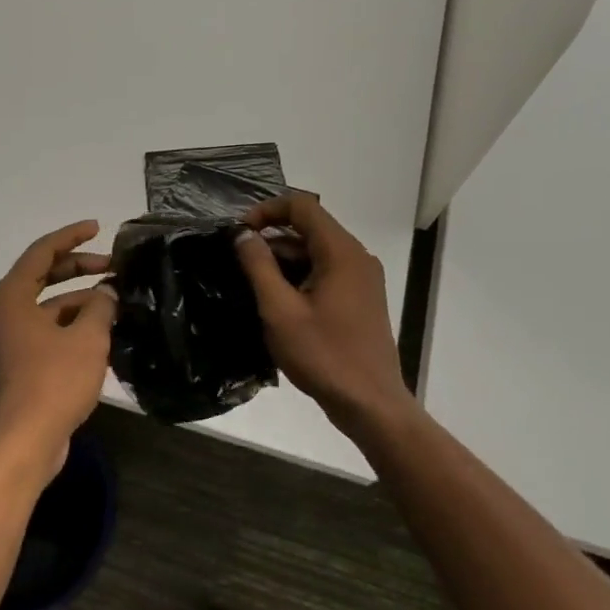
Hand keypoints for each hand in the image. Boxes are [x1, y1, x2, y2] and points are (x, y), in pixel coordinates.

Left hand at [0, 221, 115, 485]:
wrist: (22, 444)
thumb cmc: (52, 383)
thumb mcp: (87, 340)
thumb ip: (100, 308)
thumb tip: (107, 294)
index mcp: (10, 297)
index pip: (41, 253)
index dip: (71, 237)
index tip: (97, 227)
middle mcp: (2, 313)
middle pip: (43, 278)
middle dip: (79, 269)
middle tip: (114, 267)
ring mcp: (6, 341)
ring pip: (46, 309)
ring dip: (79, 303)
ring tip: (116, 304)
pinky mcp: (15, 365)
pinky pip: (45, 333)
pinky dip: (70, 327)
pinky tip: (101, 334)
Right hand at [234, 195, 417, 429]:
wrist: (369, 403)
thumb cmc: (323, 355)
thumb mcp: (279, 310)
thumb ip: (258, 266)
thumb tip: (242, 234)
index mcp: (341, 252)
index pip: (302, 206)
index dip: (267, 210)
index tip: (239, 233)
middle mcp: (357, 257)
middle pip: (310, 227)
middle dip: (272, 236)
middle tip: (239, 260)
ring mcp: (363, 278)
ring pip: (317, 251)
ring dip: (284, 258)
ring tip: (253, 283)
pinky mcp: (361, 298)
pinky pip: (327, 271)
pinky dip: (300, 275)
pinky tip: (278, 301)